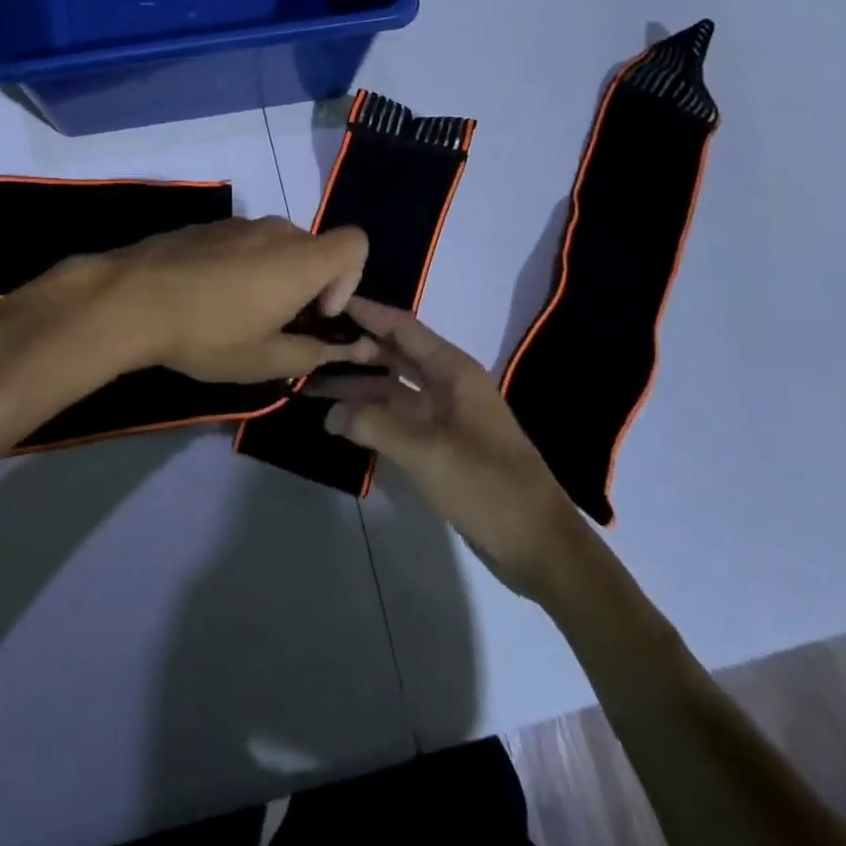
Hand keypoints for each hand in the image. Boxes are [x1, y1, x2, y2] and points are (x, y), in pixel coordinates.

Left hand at [100, 217, 380, 382]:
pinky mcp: (209, 226)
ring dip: (274, 276)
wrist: (131, 298)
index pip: (356, 243)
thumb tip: (348, 349)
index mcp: (301, 259)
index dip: (350, 279)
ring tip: (238, 314)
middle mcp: (277, 231)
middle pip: (315, 249)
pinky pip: (245, 242)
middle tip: (277, 325)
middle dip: (309, 285)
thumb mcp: (264, 359)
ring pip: (278, 246)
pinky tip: (208, 297)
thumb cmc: (208, 333)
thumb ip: (314, 353)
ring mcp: (240, 224)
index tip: (318, 313)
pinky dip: (244, 266)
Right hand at [316, 299, 586, 599]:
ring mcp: (444, 415)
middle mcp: (447, 384)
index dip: (367, 313)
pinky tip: (340, 421)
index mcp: (453, 371)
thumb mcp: (426, 452)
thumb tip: (330, 413)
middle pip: (394, 355)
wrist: (538, 544)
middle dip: (354, 351)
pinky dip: (370, 416)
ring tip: (311, 386)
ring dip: (357, 387)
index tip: (328, 301)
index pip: (403, 328)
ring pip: (392, 388)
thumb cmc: (487, 485)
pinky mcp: (440, 444)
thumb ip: (375, 425)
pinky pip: (398, 417)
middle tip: (308, 347)